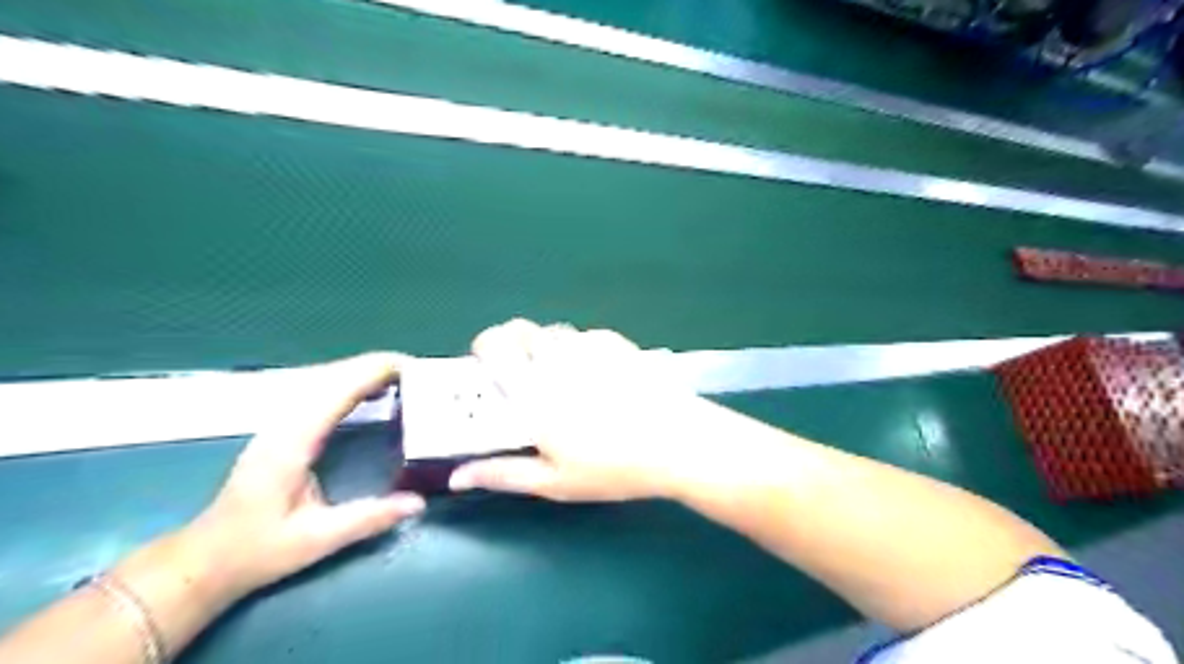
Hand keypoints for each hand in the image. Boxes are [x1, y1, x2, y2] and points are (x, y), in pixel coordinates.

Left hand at [178, 353, 424, 602]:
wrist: (204, 560)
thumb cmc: (256, 551)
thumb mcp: (316, 541)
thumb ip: (368, 519)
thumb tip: (418, 502)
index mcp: (292, 443)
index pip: (337, 391)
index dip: (374, 372)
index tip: (413, 367)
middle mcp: (285, 424)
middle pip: (333, 376)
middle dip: (376, 366)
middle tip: (420, 372)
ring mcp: (281, 424)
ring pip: (326, 380)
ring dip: (365, 373)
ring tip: (405, 378)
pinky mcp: (284, 430)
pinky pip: (322, 393)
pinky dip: (352, 385)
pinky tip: (373, 393)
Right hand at [449, 318, 706, 501]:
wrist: (678, 443)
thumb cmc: (613, 468)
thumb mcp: (555, 481)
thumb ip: (503, 474)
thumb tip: (456, 477)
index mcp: (533, 390)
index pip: (494, 344)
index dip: (484, 346)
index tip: (488, 366)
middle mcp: (557, 359)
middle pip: (523, 329)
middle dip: (515, 345)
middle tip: (526, 375)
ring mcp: (590, 346)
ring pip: (556, 333)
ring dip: (549, 348)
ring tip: (566, 379)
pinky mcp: (618, 344)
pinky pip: (588, 337)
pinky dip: (582, 350)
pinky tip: (600, 377)